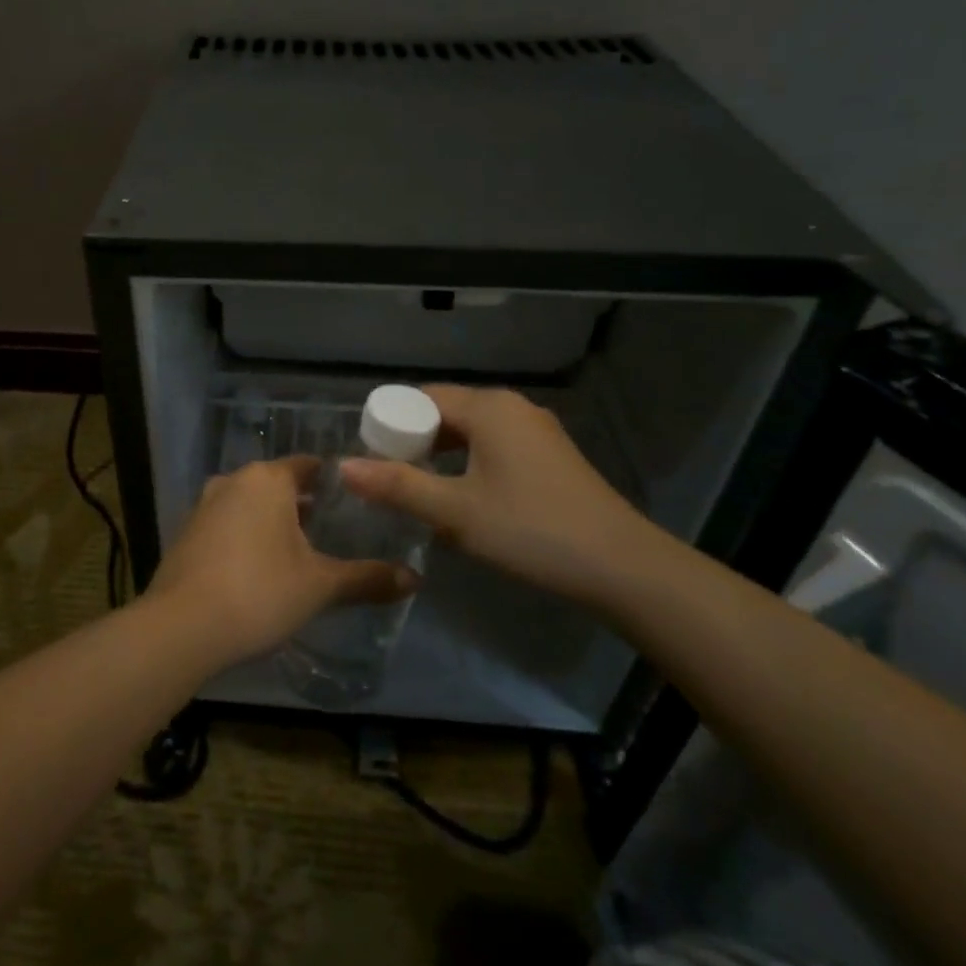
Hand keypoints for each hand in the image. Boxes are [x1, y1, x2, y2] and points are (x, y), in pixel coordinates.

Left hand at [146, 457, 419, 666]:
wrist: (181, 628)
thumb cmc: (259, 593)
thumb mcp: (320, 586)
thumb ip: (367, 578)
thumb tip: (415, 579)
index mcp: (267, 479)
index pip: (309, 466)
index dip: (335, 483)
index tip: (357, 503)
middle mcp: (233, 481)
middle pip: (279, 484)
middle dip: (305, 505)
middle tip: (336, 531)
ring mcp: (204, 505)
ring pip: (250, 504)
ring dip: (273, 522)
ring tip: (302, 553)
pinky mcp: (186, 533)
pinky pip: (227, 524)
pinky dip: (246, 537)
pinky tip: (259, 569)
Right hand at [340, 385, 661, 606]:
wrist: (622, 567)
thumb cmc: (531, 531)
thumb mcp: (455, 512)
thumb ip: (397, 486)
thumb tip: (343, 466)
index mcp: (489, 408)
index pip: (421, 398)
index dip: (391, 424)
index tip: (370, 458)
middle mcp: (513, 408)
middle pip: (446, 411)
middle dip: (414, 440)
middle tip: (389, 479)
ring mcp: (537, 431)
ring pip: (472, 431)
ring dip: (442, 454)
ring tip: (419, 490)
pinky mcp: (552, 456)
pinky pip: (495, 446)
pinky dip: (470, 462)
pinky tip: (463, 497)